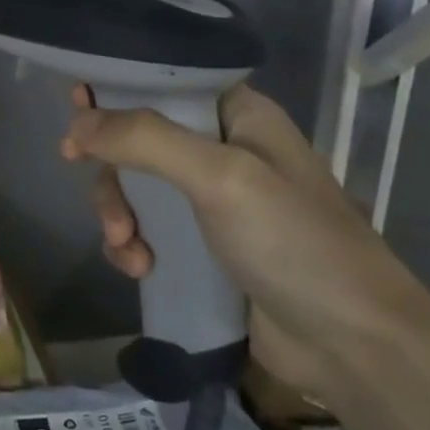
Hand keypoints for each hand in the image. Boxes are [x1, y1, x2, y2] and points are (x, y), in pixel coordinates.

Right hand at [62, 82, 429, 400]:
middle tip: (79, 169)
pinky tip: (138, 268)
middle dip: (111, 163)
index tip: (77, 107)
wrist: (354, 348)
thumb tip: (76, 125)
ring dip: (117, 212)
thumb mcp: (220, 178)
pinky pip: (145, 231)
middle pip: (138, 136)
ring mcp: (210, 202)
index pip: (166, 81)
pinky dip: (131, 245)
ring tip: (126, 245)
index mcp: (238, 116)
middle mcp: (222, 151)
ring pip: (135, 187)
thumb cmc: (294, 243)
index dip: (118, 88)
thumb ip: (145, 141)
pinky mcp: (201, 248)